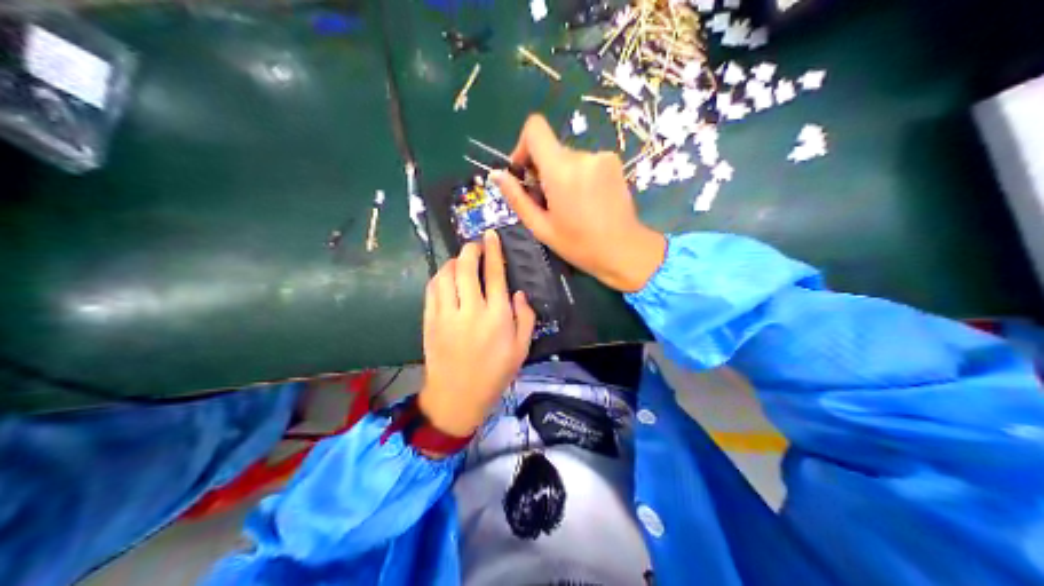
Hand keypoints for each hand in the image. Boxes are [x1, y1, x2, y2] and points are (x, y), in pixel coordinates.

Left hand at [418, 229, 537, 438]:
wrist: (457, 397)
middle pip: (467, 268)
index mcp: (497, 317)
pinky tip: (446, 277)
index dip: (493, 250)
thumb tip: (519, 293)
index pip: (495, 274)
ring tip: (461, 261)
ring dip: (454, 262)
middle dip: (471, 250)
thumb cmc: (494, 375)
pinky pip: (432, 290)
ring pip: (446, 275)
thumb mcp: (521, 349)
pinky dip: (439, 277)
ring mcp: (446, 315)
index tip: (491, 235)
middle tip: (475, 245)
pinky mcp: (430, 321)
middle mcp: (471, 310)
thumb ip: (525, 318)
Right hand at [492, 113, 667, 292]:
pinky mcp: (613, 162)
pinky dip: (579, 176)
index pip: (535, 128)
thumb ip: (517, 198)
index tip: (523, 172)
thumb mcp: (541, 226)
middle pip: (551, 148)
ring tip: (569, 205)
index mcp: (561, 170)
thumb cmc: (579, 245)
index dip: (523, 145)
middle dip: (542, 170)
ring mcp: (601, 157)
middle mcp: (582, 155)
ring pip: (568, 157)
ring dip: (561, 175)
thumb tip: (497, 174)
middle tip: (546, 201)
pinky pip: (585, 162)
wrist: (624, 250)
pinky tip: (585, 200)